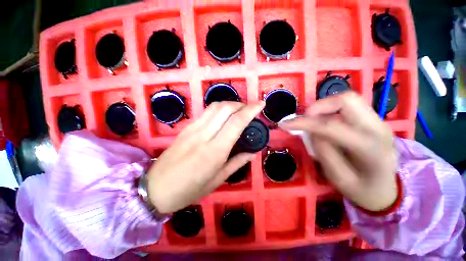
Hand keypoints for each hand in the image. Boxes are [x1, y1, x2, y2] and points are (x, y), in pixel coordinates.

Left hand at [147, 101, 264, 213]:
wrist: (155, 188)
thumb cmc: (188, 190)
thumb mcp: (217, 180)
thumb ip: (236, 163)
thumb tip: (252, 153)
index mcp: (214, 151)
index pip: (236, 122)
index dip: (251, 110)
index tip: (261, 104)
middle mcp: (204, 135)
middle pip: (225, 108)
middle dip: (241, 104)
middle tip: (250, 109)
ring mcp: (193, 129)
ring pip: (214, 107)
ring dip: (230, 104)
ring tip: (239, 110)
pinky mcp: (186, 128)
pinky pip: (206, 112)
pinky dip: (219, 109)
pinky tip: (224, 116)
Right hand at [280, 92, 397, 211]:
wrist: (386, 189)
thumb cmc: (362, 190)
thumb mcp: (337, 178)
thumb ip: (323, 152)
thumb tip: (311, 131)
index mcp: (370, 148)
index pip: (331, 126)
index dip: (304, 122)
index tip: (284, 124)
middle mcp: (378, 127)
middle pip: (346, 100)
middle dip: (317, 107)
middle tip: (304, 121)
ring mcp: (378, 120)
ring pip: (347, 99)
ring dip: (323, 107)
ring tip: (312, 123)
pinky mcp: (373, 119)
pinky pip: (348, 106)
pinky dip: (329, 110)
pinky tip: (324, 123)